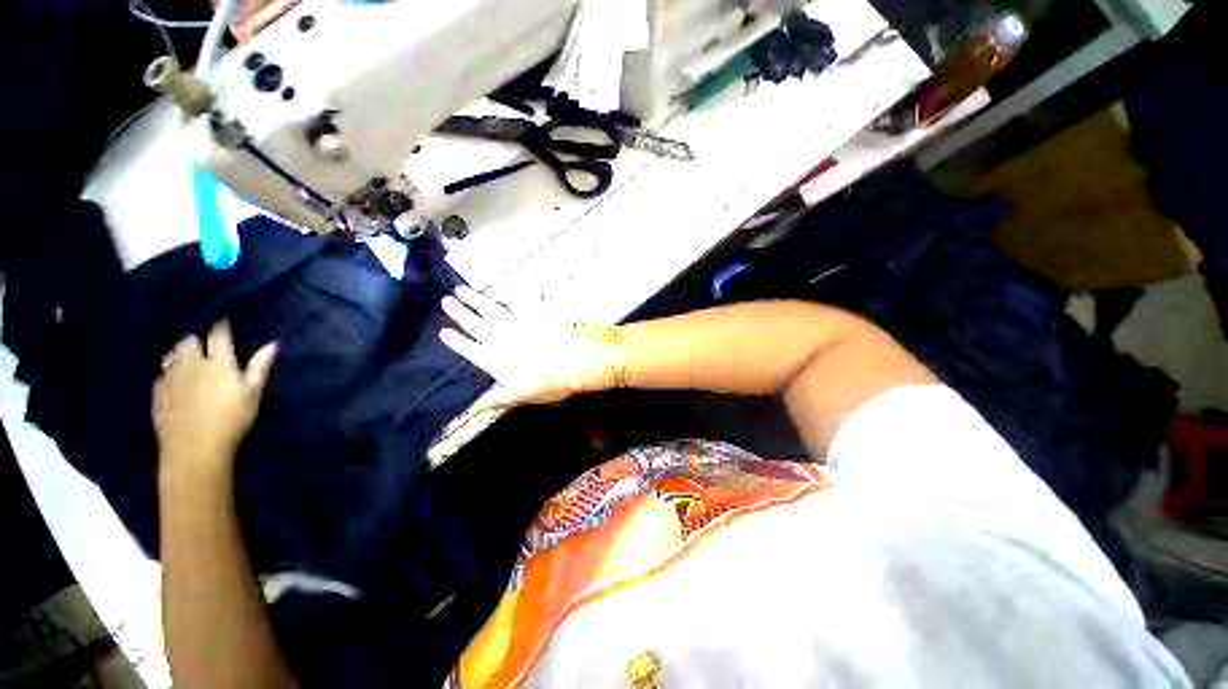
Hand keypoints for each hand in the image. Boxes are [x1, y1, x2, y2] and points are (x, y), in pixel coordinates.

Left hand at [153, 321, 277, 478]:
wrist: (193, 449)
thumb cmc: (231, 420)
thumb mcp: (252, 395)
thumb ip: (259, 368)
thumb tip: (272, 344)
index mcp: (218, 364)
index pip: (218, 336)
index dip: (221, 327)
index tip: (223, 321)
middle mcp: (192, 365)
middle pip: (188, 341)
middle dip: (196, 340)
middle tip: (204, 345)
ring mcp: (171, 379)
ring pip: (171, 356)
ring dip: (179, 354)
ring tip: (187, 360)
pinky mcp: (158, 394)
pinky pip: (161, 375)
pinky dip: (168, 373)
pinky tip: (173, 380)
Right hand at [439, 287, 624, 409]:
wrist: (575, 359)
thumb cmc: (549, 382)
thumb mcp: (521, 396)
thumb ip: (497, 400)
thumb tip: (473, 409)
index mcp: (493, 359)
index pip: (467, 349)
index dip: (455, 341)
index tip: (443, 331)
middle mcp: (498, 337)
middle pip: (473, 323)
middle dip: (458, 312)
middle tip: (445, 301)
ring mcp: (514, 321)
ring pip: (487, 307)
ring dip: (474, 299)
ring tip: (460, 290)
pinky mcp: (530, 310)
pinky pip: (512, 299)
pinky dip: (502, 294)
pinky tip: (497, 290)